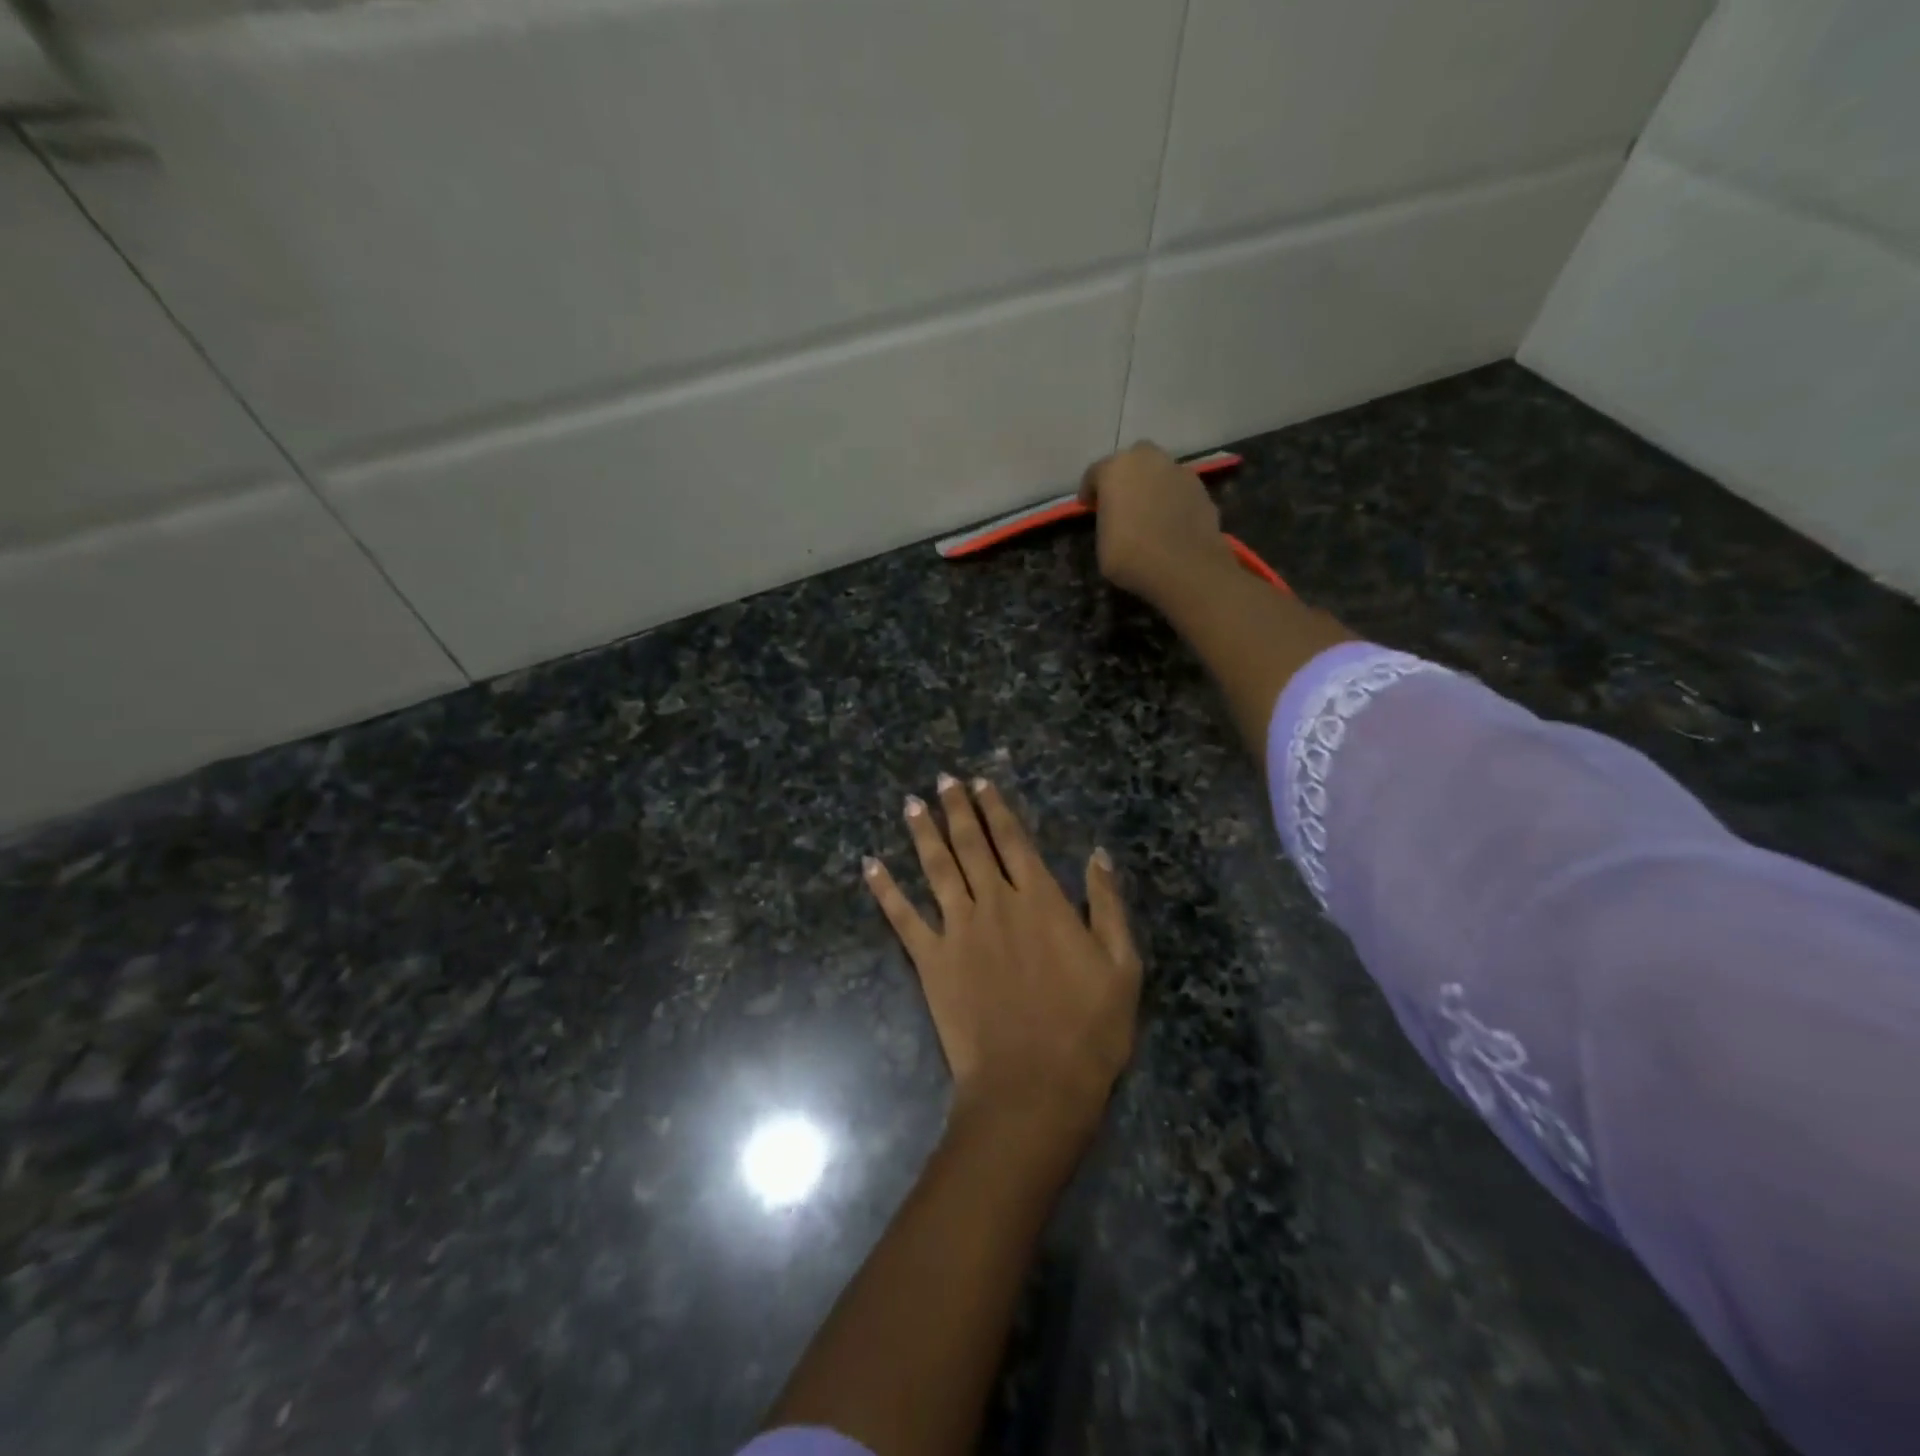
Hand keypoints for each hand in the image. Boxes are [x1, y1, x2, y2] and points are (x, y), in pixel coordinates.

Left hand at [864, 775, 1141, 1136]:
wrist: (1033, 1085)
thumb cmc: (1087, 1029)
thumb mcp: (1122, 965)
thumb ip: (1108, 905)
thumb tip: (1097, 854)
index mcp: (1040, 900)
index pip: (1014, 840)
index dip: (997, 808)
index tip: (982, 782)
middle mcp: (995, 902)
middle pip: (971, 844)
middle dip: (957, 809)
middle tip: (942, 780)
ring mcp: (958, 930)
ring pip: (936, 868)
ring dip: (923, 833)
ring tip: (911, 805)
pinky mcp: (931, 961)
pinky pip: (903, 918)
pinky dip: (885, 890)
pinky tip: (870, 866)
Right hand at [1079, 441, 1236, 605]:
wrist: (1185, 567)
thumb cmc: (1132, 556)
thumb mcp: (1102, 543)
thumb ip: (1106, 521)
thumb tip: (1116, 520)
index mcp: (1115, 470)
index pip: (1095, 473)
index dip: (1090, 491)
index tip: (1089, 507)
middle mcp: (1147, 460)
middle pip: (1132, 461)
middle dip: (1125, 477)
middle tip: (1121, 501)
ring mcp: (1178, 470)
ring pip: (1158, 471)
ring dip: (1151, 485)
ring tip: (1149, 511)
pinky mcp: (1200, 487)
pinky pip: (1178, 488)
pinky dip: (1172, 498)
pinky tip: (1170, 520)